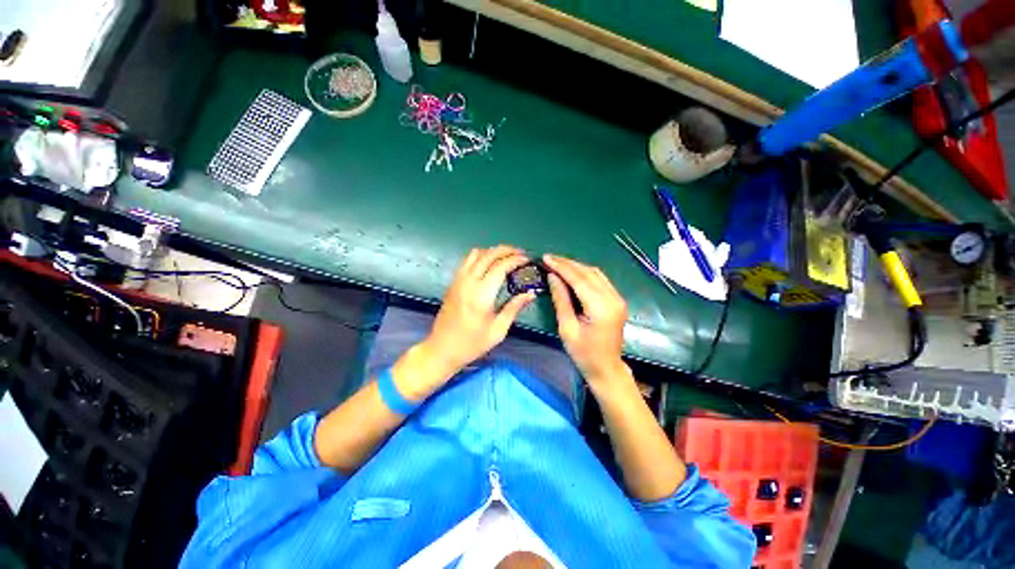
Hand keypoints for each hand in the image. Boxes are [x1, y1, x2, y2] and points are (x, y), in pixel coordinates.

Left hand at [423, 245, 534, 375]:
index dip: (515, 260)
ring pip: (476, 253)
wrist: (442, 349)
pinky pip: (467, 260)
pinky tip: (489, 264)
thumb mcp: (498, 330)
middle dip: (506, 250)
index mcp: (482, 294)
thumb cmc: (472, 343)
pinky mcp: (453, 282)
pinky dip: (481, 256)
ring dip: (492, 251)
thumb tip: (530, 293)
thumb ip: (514, 308)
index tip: (527, 260)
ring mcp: (458, 280)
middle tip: (520, 253)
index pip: (500, 266)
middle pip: (488, 254)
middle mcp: (468, 282)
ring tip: (506, 256)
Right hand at [543, 254, 629, 388]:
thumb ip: (561, 299)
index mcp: (601, 307)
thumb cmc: (583, 353)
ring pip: (595, 273)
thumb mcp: (567, 328)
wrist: (606, 368)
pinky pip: (600, 280)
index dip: (561, 267)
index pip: (579, 279)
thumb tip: (552, 276)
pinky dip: (584, 274)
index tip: (546, 258)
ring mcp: (618, 298)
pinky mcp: (617, 300)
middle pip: (588, 273)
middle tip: (549, 258)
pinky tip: (572, 273)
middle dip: (567, 264)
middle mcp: (613, 298)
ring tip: (557, 263)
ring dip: (576, 267)